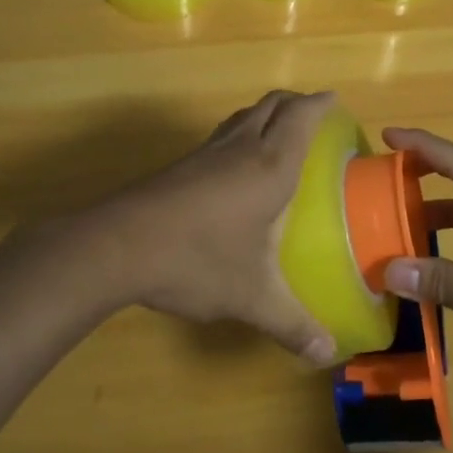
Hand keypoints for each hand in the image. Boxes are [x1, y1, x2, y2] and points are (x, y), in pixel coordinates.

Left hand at [93, 91, 338, 365]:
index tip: (334, 99)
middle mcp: (241, 148)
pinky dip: (242, 133)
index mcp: (269, 166)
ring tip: (280, 134)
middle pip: (272, 104)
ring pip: (244, 116)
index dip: (319, 103)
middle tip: (314, 115)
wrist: (118, 246)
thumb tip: (326, 354)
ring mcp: (207, 152)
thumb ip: (291, 323)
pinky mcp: (182, 165)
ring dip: (266, 114)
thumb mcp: (251, 296)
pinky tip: (238, 166)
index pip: (300, 117)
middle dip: (296, 102)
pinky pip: (223, 134)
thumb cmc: (197, 259)